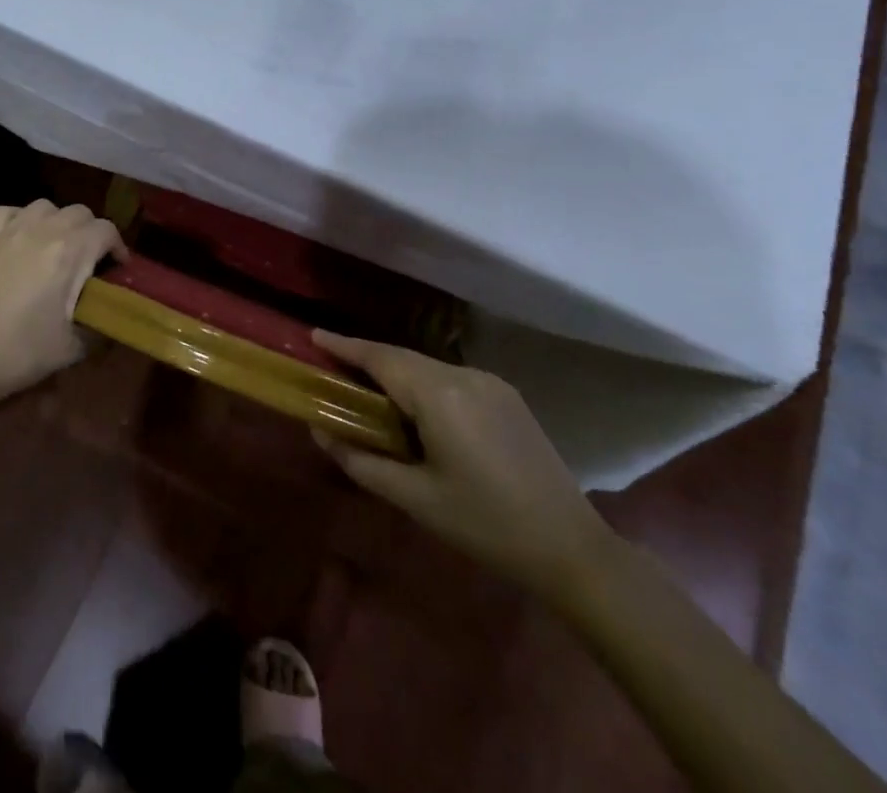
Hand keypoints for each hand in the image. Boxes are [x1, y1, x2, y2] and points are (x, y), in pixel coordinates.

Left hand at [0, 200, 122, 416]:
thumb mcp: (71, 348)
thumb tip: (108, 321)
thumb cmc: (19, 353)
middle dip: (92, 233)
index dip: (118, 248)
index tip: (117, 271)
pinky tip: (22, 238)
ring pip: (45, 206)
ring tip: (58, 248)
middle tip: (91, 263)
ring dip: (59, 221)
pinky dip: (21, 218)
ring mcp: (9, 231)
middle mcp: (42, 231)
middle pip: (79, 212)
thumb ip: (98, 328)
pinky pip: (8, 212)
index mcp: (69, 252)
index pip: (106, 230)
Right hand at [311, 328, 614, 603]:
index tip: (312, 336)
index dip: (344, 345)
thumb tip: (319, 432)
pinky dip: (421, 382)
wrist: (573, 550)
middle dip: (365, 358)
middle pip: (401, 357)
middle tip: (332, 367)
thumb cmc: (486, 525)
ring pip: (426, 366)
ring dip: (394, 371)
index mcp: (438, 394)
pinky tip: (413, 407)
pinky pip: (449, 378)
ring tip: (367, 390)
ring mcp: (489, 382)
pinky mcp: (506, 396)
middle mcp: (463, 375)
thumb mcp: (415, 498)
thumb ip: (360, 461)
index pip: (379, 357)